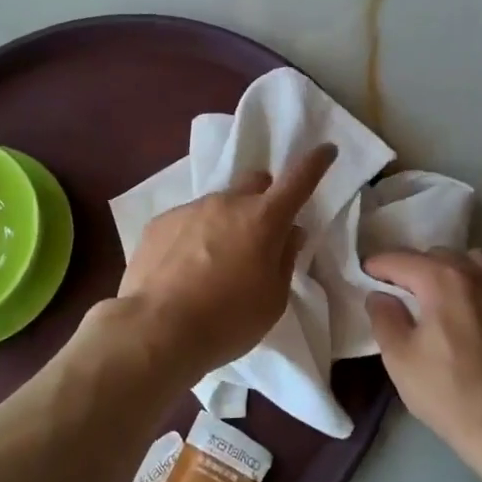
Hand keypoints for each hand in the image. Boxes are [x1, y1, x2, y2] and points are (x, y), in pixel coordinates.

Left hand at [95, 144, 337, 386]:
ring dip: (225, 223)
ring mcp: (190, 209)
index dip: (315, 163)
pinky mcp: (159, 223)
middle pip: (255, 181)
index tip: (326, 150)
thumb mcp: (272, 300)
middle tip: (260, 230)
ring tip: (213, 264)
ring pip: (218, 204)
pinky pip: (186, 221)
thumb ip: (285, 259)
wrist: (155, 330)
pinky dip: (193, 238)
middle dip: (264, 196)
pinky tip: (183, 271)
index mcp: (263, 220)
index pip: (298, 180)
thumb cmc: (227, 321)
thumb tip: (290, 233)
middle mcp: (227, 203)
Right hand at [364, 248, 481, 466]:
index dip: (378, 265)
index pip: (401, 259)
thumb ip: (384, 318)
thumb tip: (380, 295)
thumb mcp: (400, 360)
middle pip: (437, 256)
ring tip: (444, 296)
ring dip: (452, 271)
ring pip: (472, 261)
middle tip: (403, 293)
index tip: (367, 274)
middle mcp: (477, 271)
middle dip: (416, 269)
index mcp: (442, 279)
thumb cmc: (451, 394)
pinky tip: (480, 307)